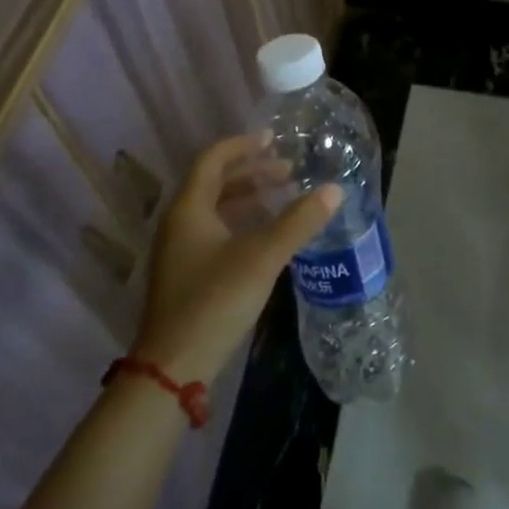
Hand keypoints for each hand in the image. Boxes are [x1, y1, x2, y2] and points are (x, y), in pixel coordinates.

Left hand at [130, 133, 341, 384]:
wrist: (174, 368)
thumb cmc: (215, 301)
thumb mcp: (263, 257)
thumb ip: (299, 222)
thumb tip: (335, 190)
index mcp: (189, 209)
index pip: (213, 159)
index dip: (243, 145)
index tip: (274, 139)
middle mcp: (179, 223)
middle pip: (214, 182)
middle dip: (251, 171)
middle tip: (288, 170)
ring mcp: (180, 251)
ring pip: (215, 208)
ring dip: (248, 197)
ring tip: (282, 196)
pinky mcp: (186, 275)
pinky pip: (215, 230)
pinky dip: (241, 221)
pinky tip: (266, 235)